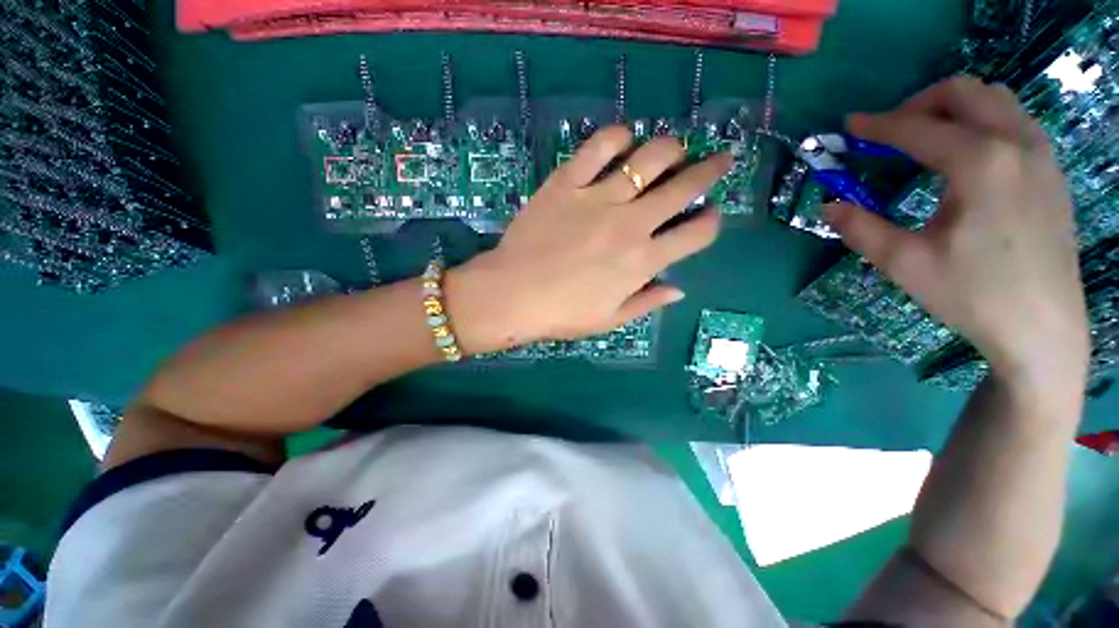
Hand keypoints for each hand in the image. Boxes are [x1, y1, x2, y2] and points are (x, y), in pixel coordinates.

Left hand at [447, 126, 730, 351]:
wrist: (511, 295)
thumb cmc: (562, 314)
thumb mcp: (610, 319)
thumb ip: (647, 302)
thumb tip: (678, 289)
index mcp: (642, 261)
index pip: (697, 234)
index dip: (712, 222)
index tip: (710, 215)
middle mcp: (630, 224)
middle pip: (684, 186)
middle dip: (710, 170)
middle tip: (718, 160)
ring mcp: (598, 198)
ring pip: (650, 157)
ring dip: (670, 149)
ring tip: (672, 151)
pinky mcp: (567, 182)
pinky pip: (598, 146)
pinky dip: (616, 137)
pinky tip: (623, 140)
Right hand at [825, 76, 1089, 388]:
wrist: (1042, 328)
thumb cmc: (973, 295)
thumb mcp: (905, 264)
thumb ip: (861, 228)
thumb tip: (827, 205)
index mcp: (980, 164)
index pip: (918, 129)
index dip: (877, 125)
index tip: (849, 125)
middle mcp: (1016, 144)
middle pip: (966, 92)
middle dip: (920, 103)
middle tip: (889, 131)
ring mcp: (1042, 155)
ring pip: (996, 100)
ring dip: (954, 108)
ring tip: (925, 138)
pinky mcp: (1052, 171)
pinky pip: (1015, 122)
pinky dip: (982, 122)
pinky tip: (964, 156)